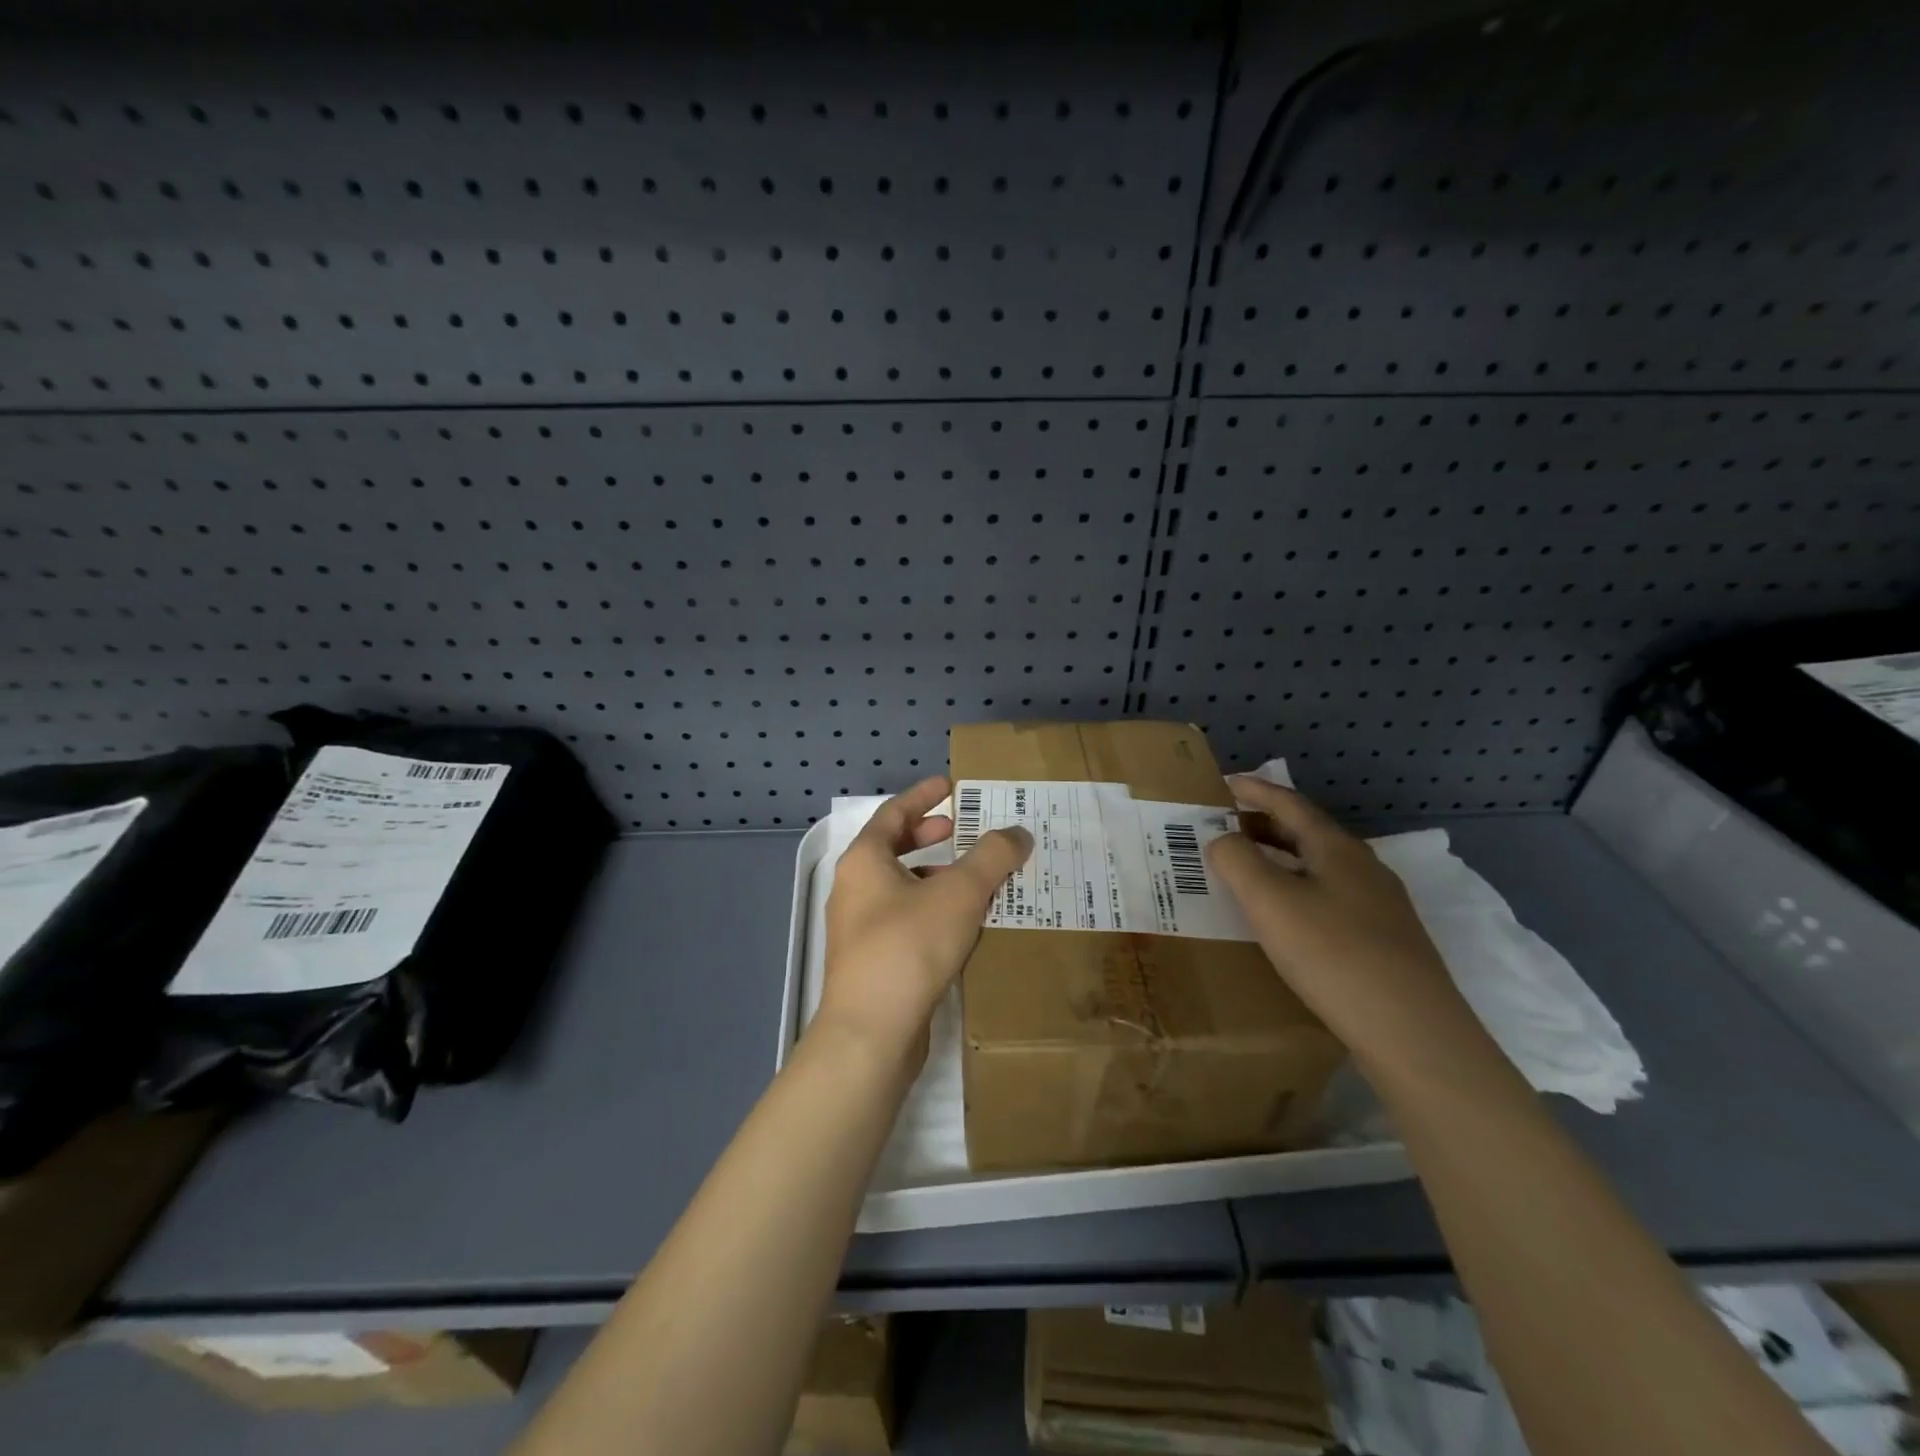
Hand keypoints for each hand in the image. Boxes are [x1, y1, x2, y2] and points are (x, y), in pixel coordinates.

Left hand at [819, 776, 1032, 1070]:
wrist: (871, 1034)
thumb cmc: (909, 947)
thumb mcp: (959, 894)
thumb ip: (992, 857)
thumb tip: (1018, 832)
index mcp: (864, 861)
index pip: (894, 813)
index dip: (923, 796)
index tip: (950, 785)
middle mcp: (855, 889)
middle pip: (893, 849)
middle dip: (928, 836)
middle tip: (962, 829)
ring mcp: (859, 929)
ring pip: (900, 887)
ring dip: (934, 877)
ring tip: (973, 878)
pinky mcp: (872, 962)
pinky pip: (905, 920)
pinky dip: (932, 910)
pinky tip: (963, 925)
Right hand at [1205, 774, 1477, 1065]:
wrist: (1413, 1033)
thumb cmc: (1333, 954)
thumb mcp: (1269, 901)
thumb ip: (1237, 860)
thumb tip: (1222, 840)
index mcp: (1337, 849)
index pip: (1290, 804)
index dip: (1255, 790)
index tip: (1224, 783)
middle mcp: (1363, 868)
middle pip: (1307, 833)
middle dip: (1264, 824)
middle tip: (1226, 828)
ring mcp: (1380, 906)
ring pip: (1320, 868)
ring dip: (1281, 859)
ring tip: (1248, 871)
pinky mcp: (1386, 941)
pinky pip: (1330, 897)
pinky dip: (1298, 890)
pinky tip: (1287, 919)